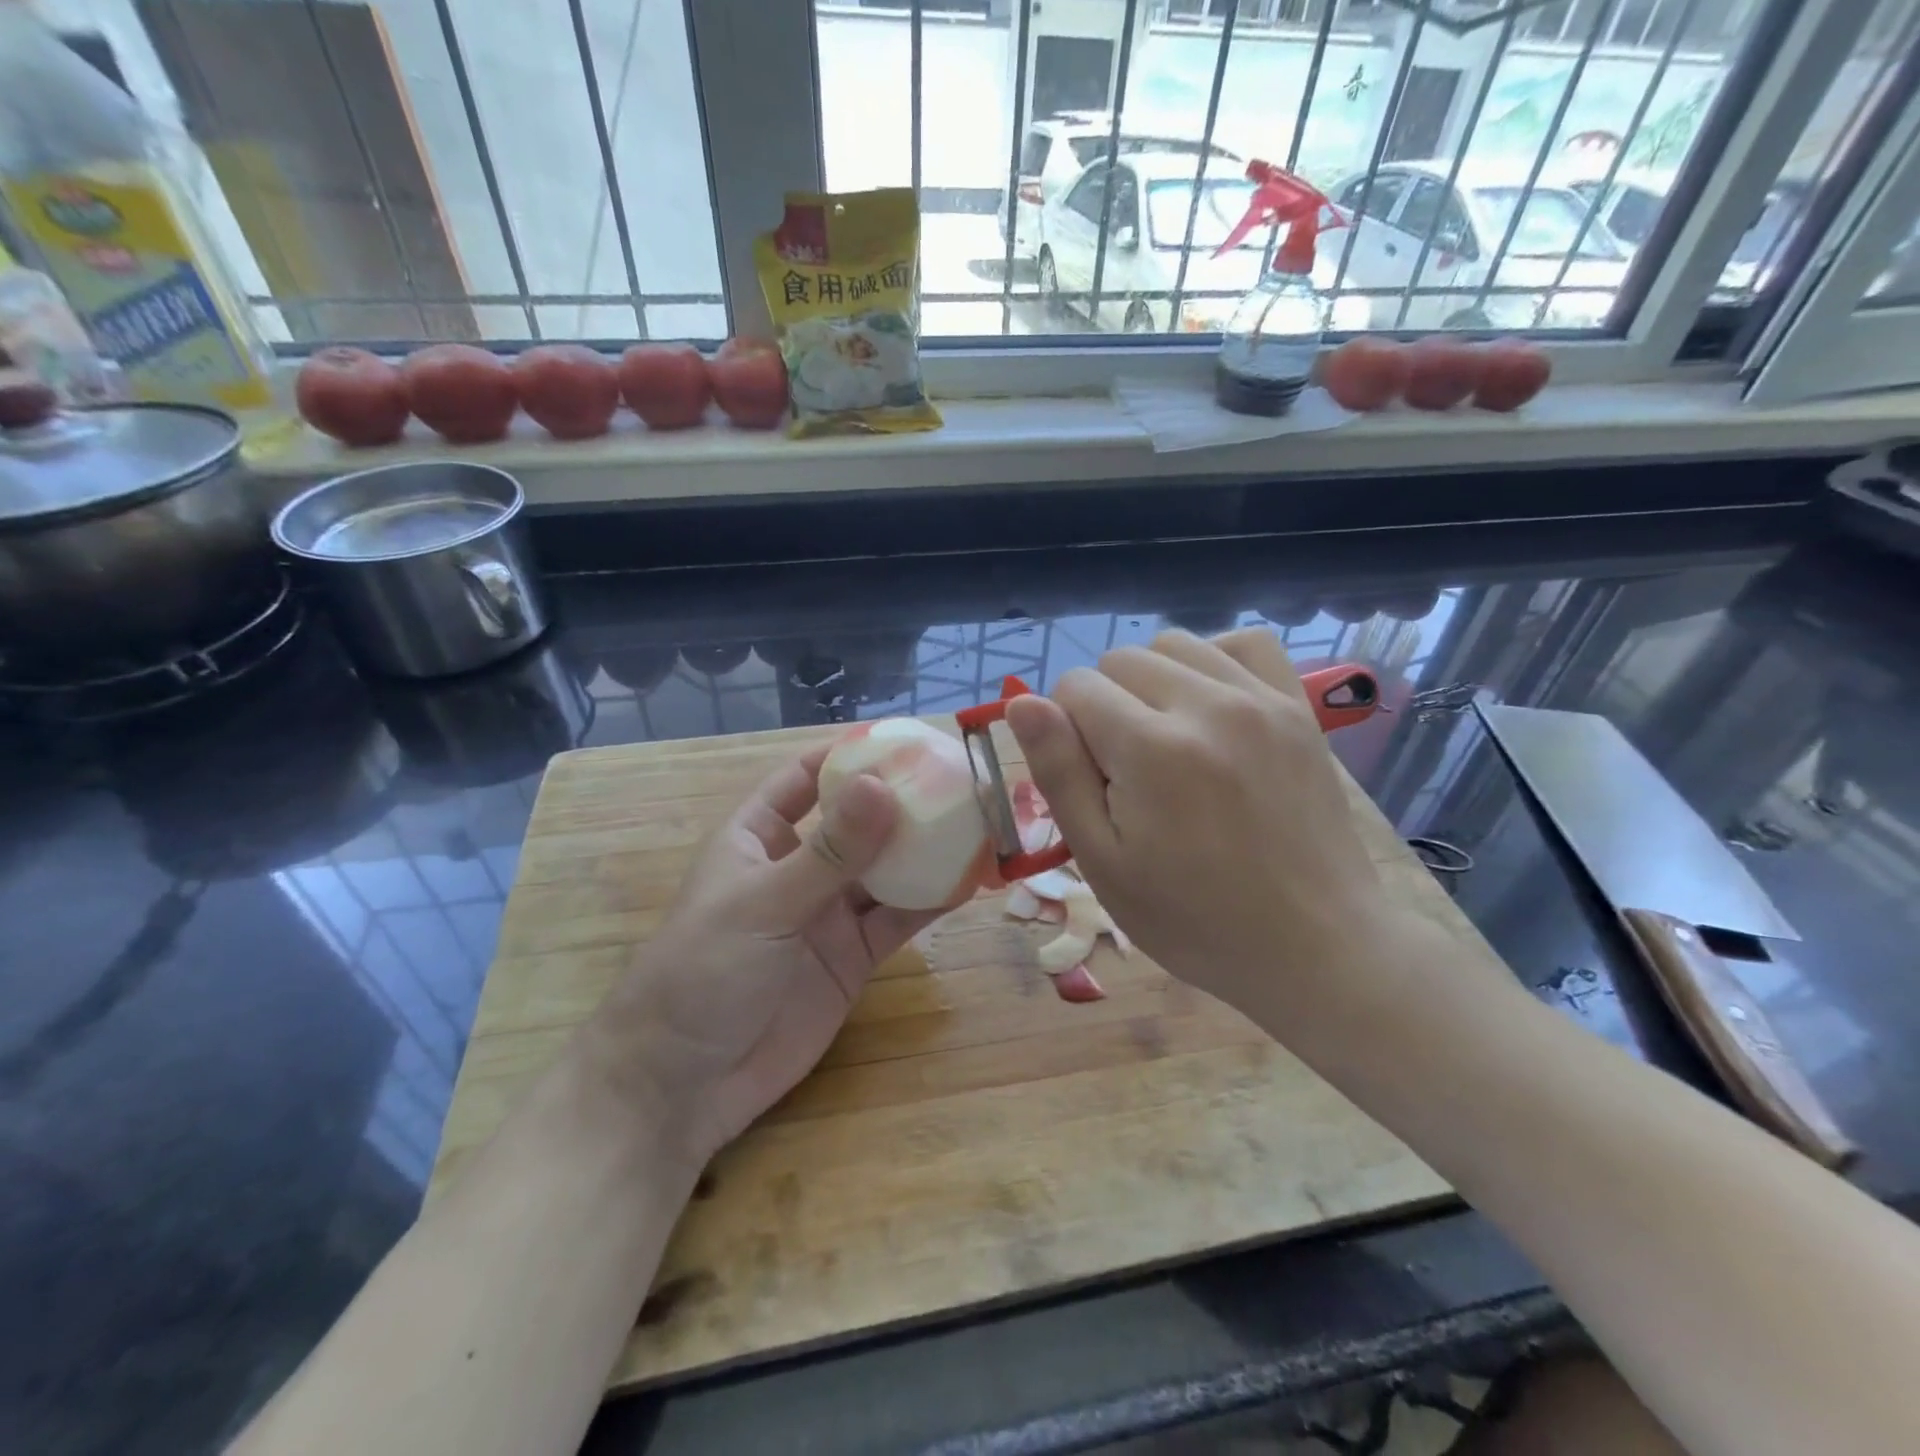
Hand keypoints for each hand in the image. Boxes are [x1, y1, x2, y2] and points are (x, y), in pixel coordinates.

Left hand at [587, 744, 937, 1167]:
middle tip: (956, 780)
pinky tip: (966, 882)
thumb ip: (829, 852)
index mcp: (757, 836)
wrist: (685, 1086)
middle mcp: (797, 867)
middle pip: (857, 822)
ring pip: (884, 871)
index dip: (848, 755)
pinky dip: (929, 901)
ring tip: (974, 824)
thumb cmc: (702, 972)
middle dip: (901, 802)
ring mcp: (827, 914)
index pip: (805, 778)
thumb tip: (882, 785)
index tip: (903, 739)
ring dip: (924, 851)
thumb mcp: (763, 903)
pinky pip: (896, 920)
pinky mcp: (853, 957)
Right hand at [1005, 628, 1437, 1033]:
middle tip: (1129, 772)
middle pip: (1119, 660)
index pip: (1074, 687)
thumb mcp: (1103, 863)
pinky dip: (1214, 660)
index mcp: (1150, 748)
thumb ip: (1059, 774)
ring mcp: (1260, 700)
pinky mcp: (1297, 708)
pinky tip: (1212, 706)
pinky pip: (1245, 643)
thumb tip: (1022, 702)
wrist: (1314, 947)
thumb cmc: (1194, 919)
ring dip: (1153, 681)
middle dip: (1105, 706)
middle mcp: (1206, 704)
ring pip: (1174, 644)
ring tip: (1168, 740)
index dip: (1066, 731)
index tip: (1092, 781)